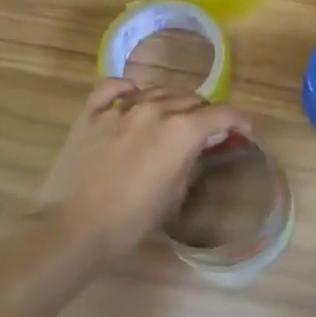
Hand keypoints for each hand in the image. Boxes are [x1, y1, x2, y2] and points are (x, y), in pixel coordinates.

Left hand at [24, 80, 250, 265]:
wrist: (71, 229)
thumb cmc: (129, 222)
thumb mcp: (173, 196)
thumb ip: (190, 162)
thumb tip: (196, 148)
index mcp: (182, 131)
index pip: (223, 114)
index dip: (240, 120)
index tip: (244, 131)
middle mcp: (155, 110)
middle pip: (192, 100)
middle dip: (205, 115)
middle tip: (205, 134)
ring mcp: (120, 109)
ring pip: (158, 91)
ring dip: (171, 104)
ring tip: (170, 121)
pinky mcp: (91, 114)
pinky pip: (113, 87)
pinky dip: (128, 89)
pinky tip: (132, 96)